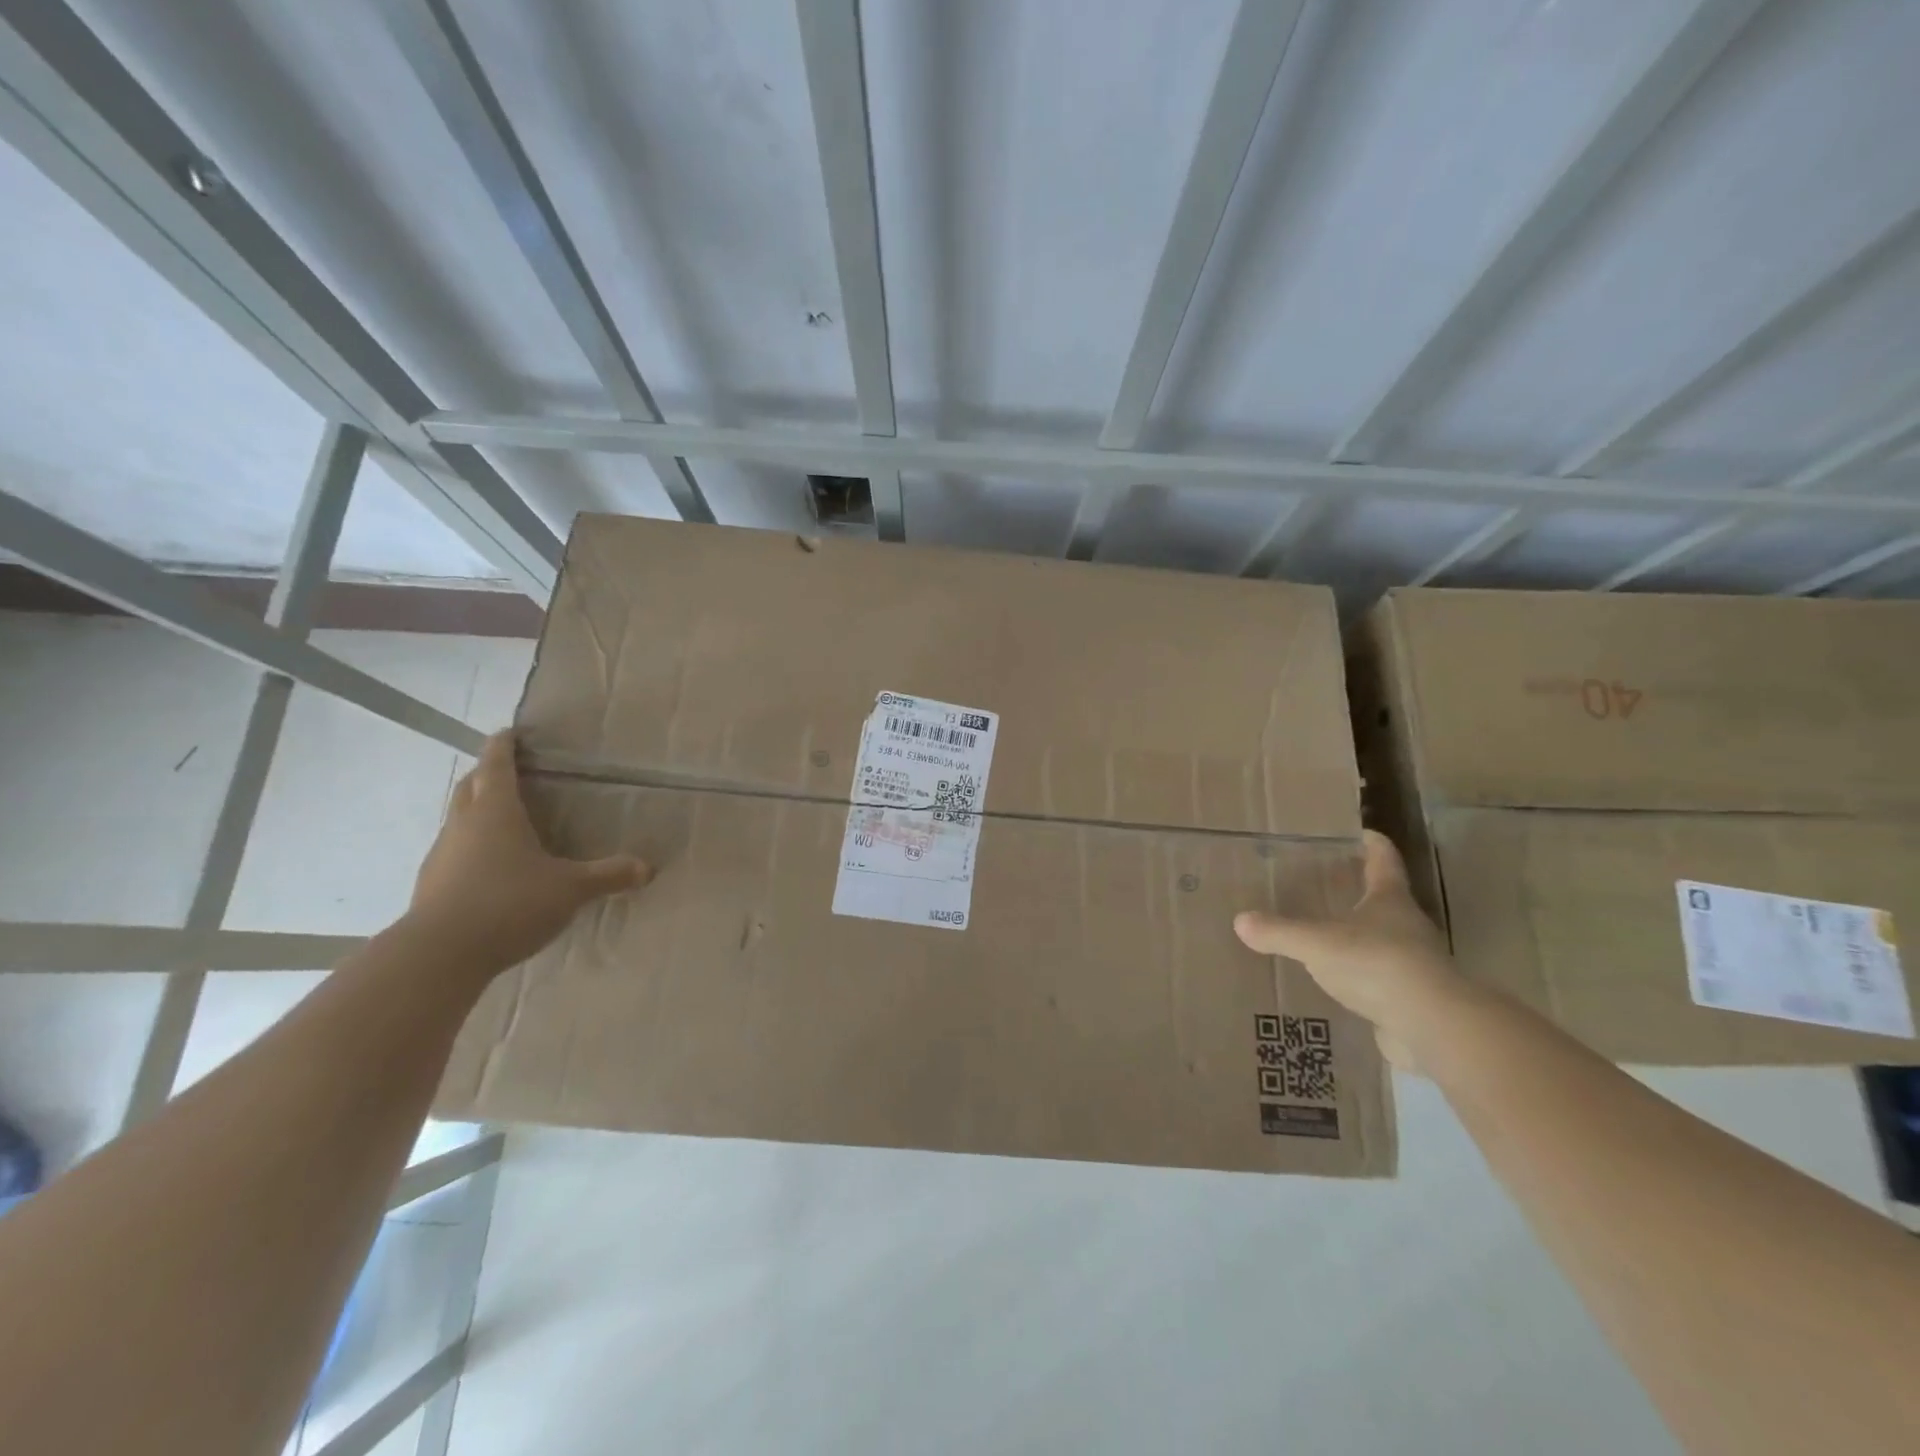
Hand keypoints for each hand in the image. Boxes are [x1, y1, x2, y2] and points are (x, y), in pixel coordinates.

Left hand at [408, 732, 650, 971]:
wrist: (439, 955)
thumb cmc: (510, 903)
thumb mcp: (570, 889)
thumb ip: (608, 875)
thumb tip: (647, 868)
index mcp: (496, 811)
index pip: (496, 765)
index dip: (503, 746)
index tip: (508, 732)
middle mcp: (463, 825)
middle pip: (470, 786)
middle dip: (486, 774)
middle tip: (508, 772)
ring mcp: (442, 856)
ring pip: (458, 820)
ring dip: (476, 812)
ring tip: (503, 822)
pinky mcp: (431, 886)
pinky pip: (454, 853)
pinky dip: (470, 848)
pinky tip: (490, 869)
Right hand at [1234, 830, 1467, 1070]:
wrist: (1432, 1027)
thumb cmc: (1376, 964)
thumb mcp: (1316, 943)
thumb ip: (1279, 932)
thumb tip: (1240, 920)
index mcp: (1390, 899)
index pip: (1383, 859)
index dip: (1372, 843)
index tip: (1359, 833)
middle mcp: (1408, 925)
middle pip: (1385, 898)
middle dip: (1360, 890)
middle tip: (1327, 883)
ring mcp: (1414, 963)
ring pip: (1384, 938)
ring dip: (1361, 933)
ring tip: (1326, 933)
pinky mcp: (1413, 997)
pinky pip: (1381, 977)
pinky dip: (1361, 973)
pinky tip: (1338, 980)